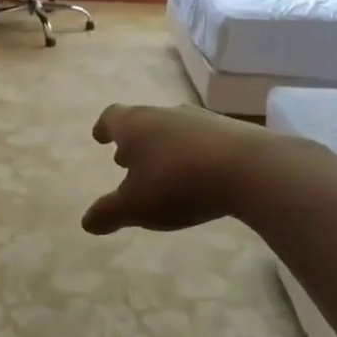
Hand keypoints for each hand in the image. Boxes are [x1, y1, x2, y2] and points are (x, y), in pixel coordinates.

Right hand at [81, 104, 269, 234]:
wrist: (250, 169)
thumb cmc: (178, 183)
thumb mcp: (135, 206)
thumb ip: (108, 213)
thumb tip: (86, 222)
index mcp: (136, 125)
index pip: (111, 117)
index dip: (103, 127)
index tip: (99, 137)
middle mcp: (165, 114)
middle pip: (143, 120)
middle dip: (133, 140)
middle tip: (125, 159)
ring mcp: (201, 120)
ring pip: (173, 129)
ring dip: (163, 146)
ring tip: (161, 169)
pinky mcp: (232, 132)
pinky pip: (202, 140)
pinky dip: (192, 154)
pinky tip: (198, 174)